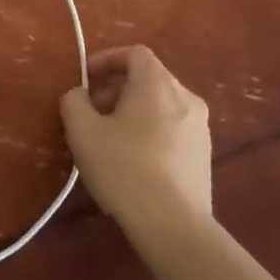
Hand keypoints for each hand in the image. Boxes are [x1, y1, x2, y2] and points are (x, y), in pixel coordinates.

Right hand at [61, 46, 213, 242]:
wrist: (173, 226)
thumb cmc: (124, 168)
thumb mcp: (82, 131)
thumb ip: (74, 101)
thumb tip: (79, 94)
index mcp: (157, 83)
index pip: (134, 53)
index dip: (107, 60)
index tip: (86, 78)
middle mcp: (185, 97)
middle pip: (148, 78)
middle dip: (117, 88)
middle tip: (93, 111)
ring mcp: (200, 128)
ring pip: (161, 105)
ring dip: (134, 111)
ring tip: (111, 138)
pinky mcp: (205, 156)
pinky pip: (173, 129)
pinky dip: (151, 131)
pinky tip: (134, 161)